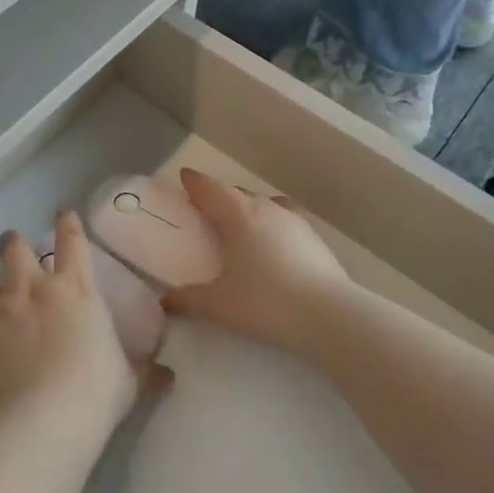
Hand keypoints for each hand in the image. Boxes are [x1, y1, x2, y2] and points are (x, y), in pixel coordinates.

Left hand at [0, 214, 164, 423]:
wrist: (43, 421)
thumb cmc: (96, 394)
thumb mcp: (130, 380)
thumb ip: (146, 370)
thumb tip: (169, 374)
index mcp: (75, 290)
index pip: (72, 241)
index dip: (68, 223)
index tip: (63, 214)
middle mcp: (32, 289)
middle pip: (14, 248)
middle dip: (12, 243)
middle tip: (12, 246)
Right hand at [161, 169, 350, 354]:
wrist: (330, 316)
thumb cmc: (265, 302)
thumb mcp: (218, 304)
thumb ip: (188, 300)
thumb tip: (163, 301)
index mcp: (239, 215)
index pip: (211, 189)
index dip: (195, 183)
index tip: (185, 176)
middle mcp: (267, 209)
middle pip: (239, 194)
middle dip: (221, 198)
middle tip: (208, 211)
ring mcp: (297, 222)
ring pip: (267, 206)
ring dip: (251, 211)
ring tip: (243, 229)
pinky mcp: (317, 240)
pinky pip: (287, 224)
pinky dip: (274, 229)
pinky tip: (274, 249)